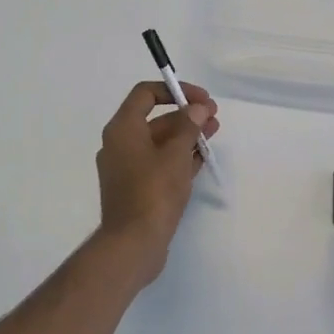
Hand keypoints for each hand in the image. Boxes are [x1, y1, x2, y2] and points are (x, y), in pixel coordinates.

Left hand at [93, 80, 220, 277]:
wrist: (133, 244)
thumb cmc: (153, 192)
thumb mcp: (175, 155)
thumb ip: (188, 127)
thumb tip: (197, 108)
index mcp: (122, 129)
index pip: (145, 94)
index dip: (174, 90)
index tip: (201, 99)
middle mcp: (120, 144)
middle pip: (155, 119)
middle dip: (186, 115)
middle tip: (214, 117)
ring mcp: (127, 168)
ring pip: (159, 143)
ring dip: (186, 136)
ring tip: (213, 134)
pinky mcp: (136, 188)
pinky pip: (158, 163)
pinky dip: (178, 158)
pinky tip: (201, 158)